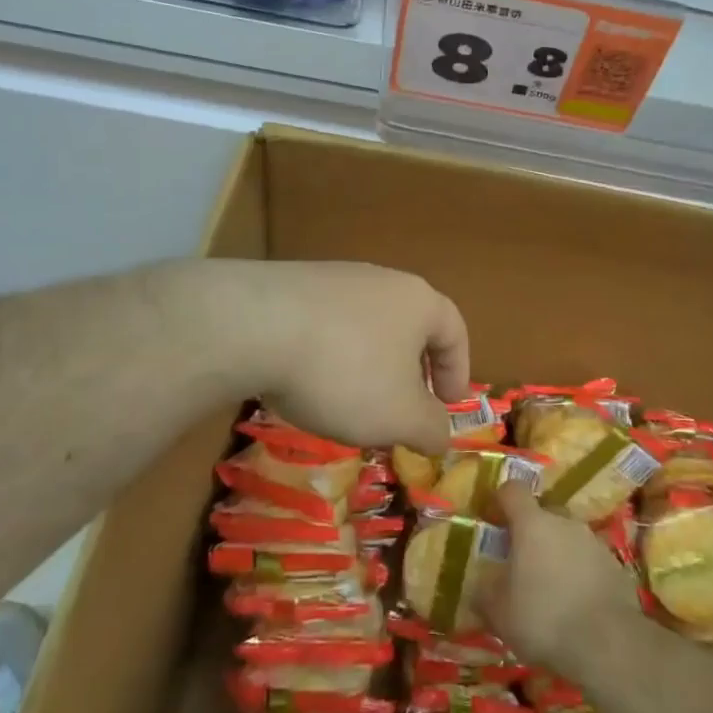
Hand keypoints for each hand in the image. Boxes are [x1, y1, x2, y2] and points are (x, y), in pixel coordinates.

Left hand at [176, 260, 468, 454]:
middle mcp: (381, 280)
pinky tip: (308, 383)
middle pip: (409, 326)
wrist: (254, 326)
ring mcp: (334, 279)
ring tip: (351, 404)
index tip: (449, 407)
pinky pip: (325, 325)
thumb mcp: (399, 416)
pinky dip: (329, 356)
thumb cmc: (345, 371)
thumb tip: (442, 434)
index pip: (454, 331)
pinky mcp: (292, 286)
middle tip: (403, 410)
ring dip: (368, 366)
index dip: (458, 371)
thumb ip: (430, 428)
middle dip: (410, 372)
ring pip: (366, 326)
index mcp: (418, 301)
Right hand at [477, 482, 646, 681]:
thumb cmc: (544, 618)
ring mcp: (594, 542)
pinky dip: (581, 575)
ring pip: (569, 538)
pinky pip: (590, 562)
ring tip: (551, 590)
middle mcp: (565, 522)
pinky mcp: (616, 567)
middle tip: (522, 563)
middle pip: (544, 514)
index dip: (501, 500)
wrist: (608, 644)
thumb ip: (486, 592)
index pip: (513, 490)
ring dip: (558, 555)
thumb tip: (481, 586)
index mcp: (532, 523)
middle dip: (532, 532)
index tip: (493, 518)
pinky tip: (577, 605)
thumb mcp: (499, 612)